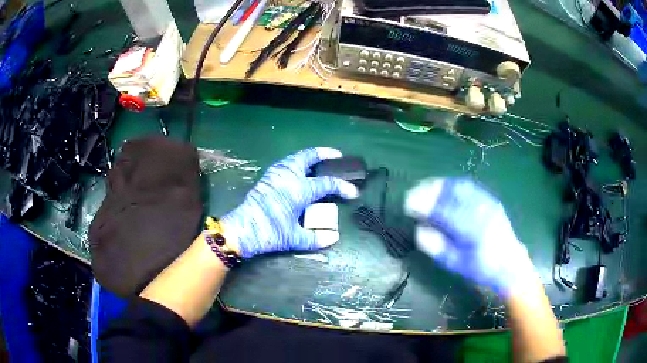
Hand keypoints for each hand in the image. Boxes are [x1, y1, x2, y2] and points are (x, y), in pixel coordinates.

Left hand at [222, 148, 358, 258]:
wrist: (241, 229)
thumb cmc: (269, 232)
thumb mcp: (293, 238)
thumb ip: (315, 238)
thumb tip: (333, 238)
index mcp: (299, 189)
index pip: (326, 184)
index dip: (342, 187)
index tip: (353, 192)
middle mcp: (288, 176)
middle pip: (308, 157)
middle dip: (324, 154)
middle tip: (336, 155)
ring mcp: (275, 174)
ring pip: (295, 158)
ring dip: (309, 156)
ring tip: (318, 161)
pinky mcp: (266, 178)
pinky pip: (285, 163)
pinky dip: (296, 162)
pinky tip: (299, 171)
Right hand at [404, 178, 536, 296]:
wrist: (510, 265)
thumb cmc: (481, 269)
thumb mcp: (456, 263)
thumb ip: (436, 246)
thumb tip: (418, 230)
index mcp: (472, 231)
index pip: (444, 212)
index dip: (424, 205)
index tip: (408, 203)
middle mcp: (481, 211)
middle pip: (453, 193)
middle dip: (430, 189)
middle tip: (414, 192)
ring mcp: (488, 203)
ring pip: (461, 186)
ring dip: (440, 185)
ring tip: (425, 188)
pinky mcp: (491, 200)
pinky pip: (469, 187)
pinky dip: (452, 185)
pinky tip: (444, 190)